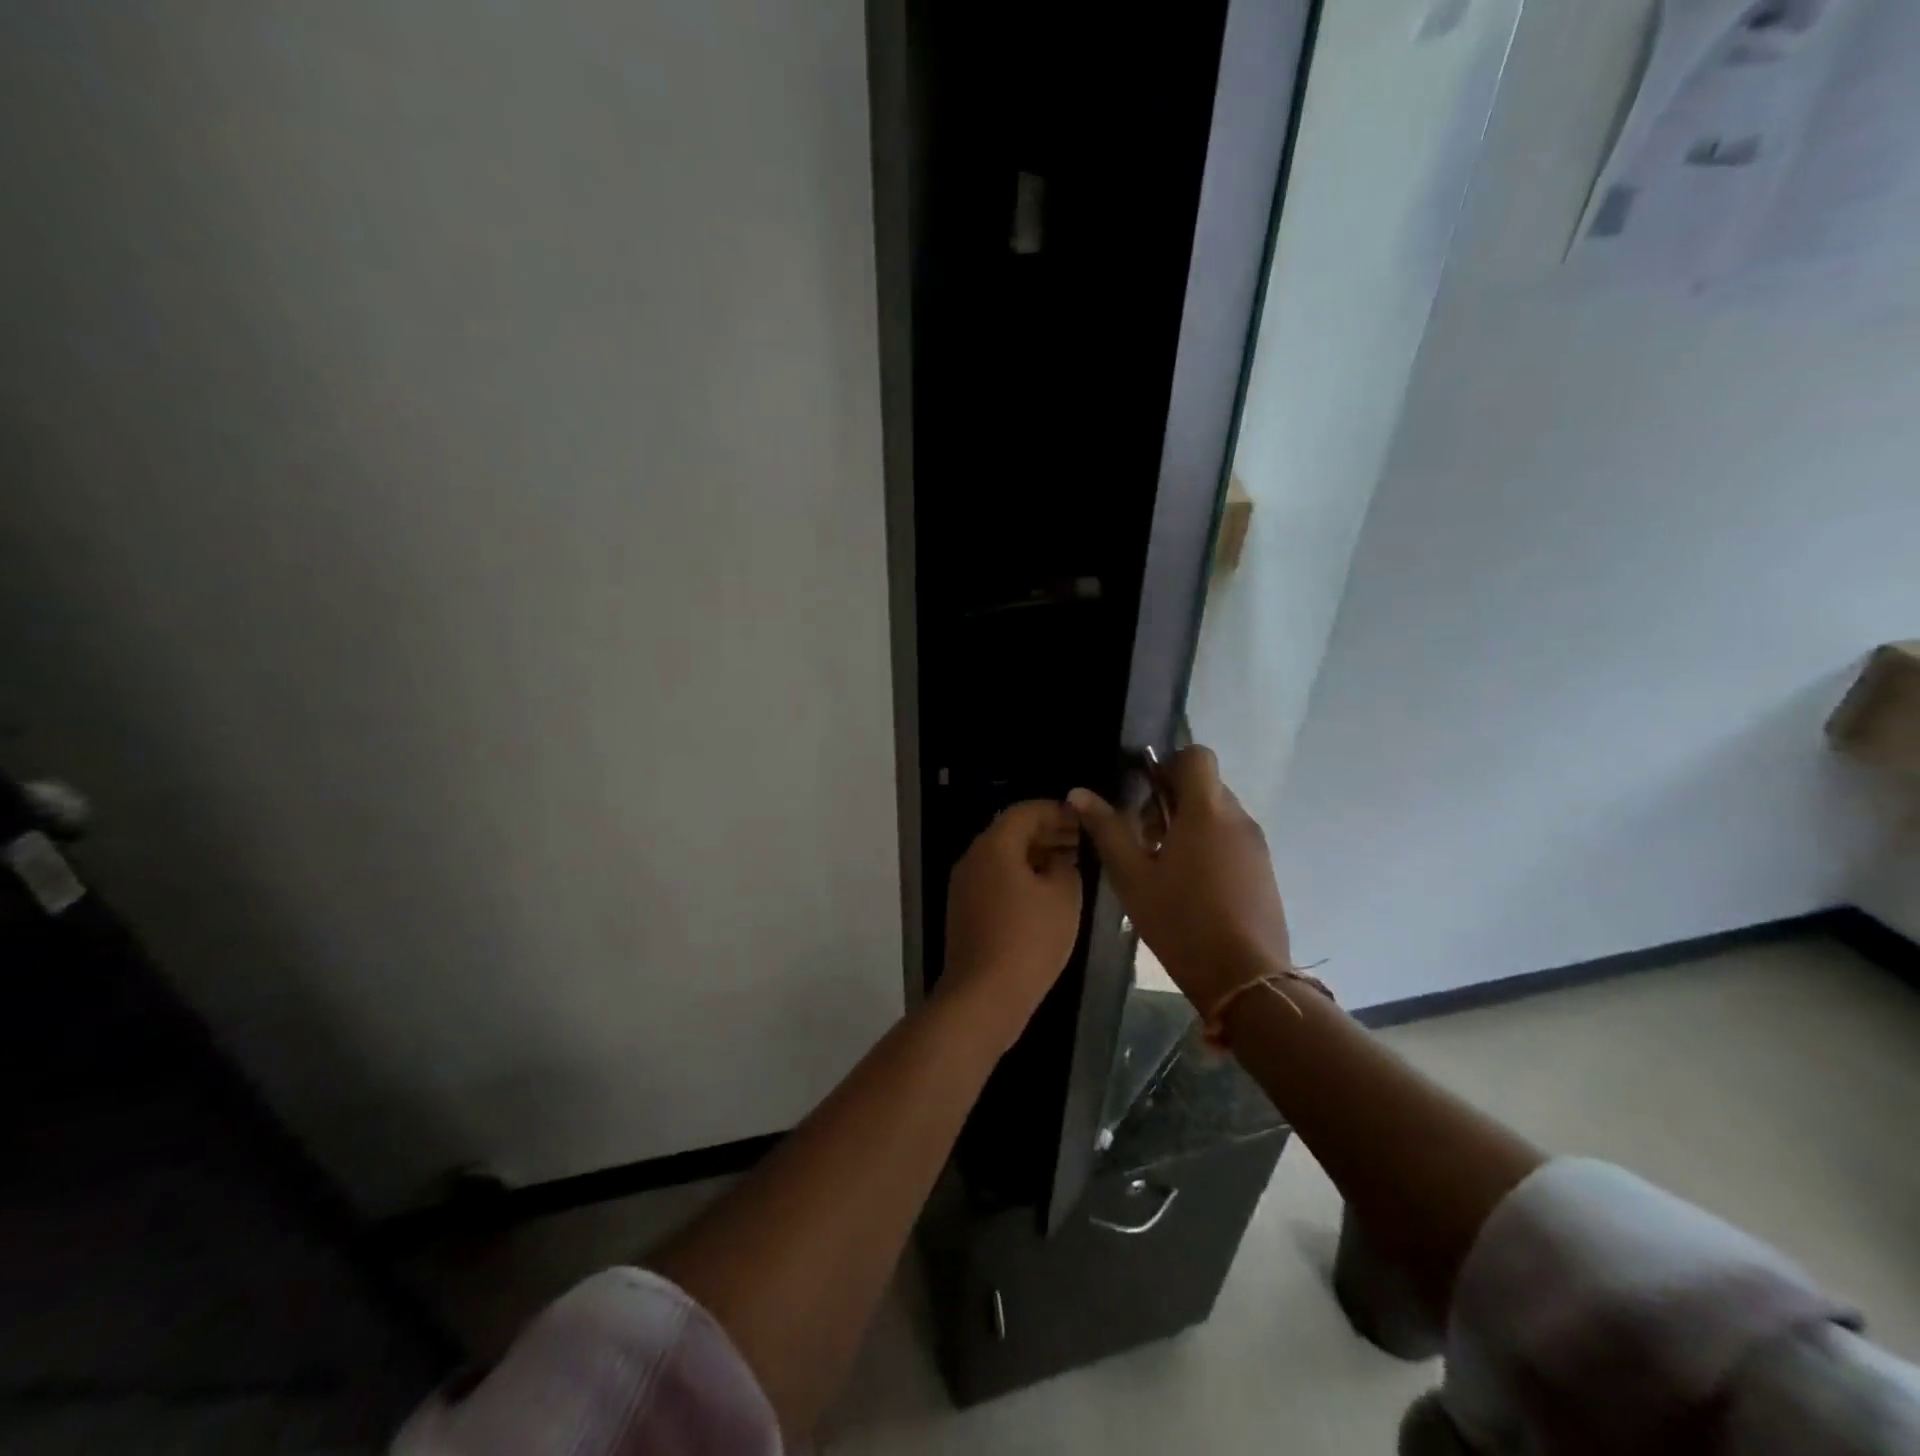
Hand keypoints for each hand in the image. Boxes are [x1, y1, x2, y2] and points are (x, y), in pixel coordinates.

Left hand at [940, 800, 1083, 1046]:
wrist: (984, 996)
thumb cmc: (1029, 940)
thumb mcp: (1063, 897)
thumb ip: (1066, 866)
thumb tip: (1060, 859)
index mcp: (994, 846)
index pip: (1026, 811)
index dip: (1057, 811)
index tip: (1084, 819)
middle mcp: (973, 858)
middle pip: (1011, 832)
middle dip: (1048, 832)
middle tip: (1082, 841)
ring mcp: (965, 886)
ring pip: (1003, 857)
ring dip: (1036, 856)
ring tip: (1071, 865)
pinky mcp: (965, 910)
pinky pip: (996, 879)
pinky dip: (1021, 876)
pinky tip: (1047, 893)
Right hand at [1069, 747, 1289, 1014]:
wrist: (1244, 979)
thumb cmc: (1180, 921)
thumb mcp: (1131, 876)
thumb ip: (1106, 829)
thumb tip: (1078, 793)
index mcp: (1206, 811)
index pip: (1197, 756)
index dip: (1168, 765)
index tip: (1144, 796)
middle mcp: (1238, 819)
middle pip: (1204, 786)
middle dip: (1171, 801)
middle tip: (1144, 839)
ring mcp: (1256, 846)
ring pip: (1218, 814)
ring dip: (1188, 826)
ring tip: (1163, 867)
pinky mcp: (1264, 871)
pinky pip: (1231, 840)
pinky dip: (1208, 847)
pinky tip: (1188, 887)